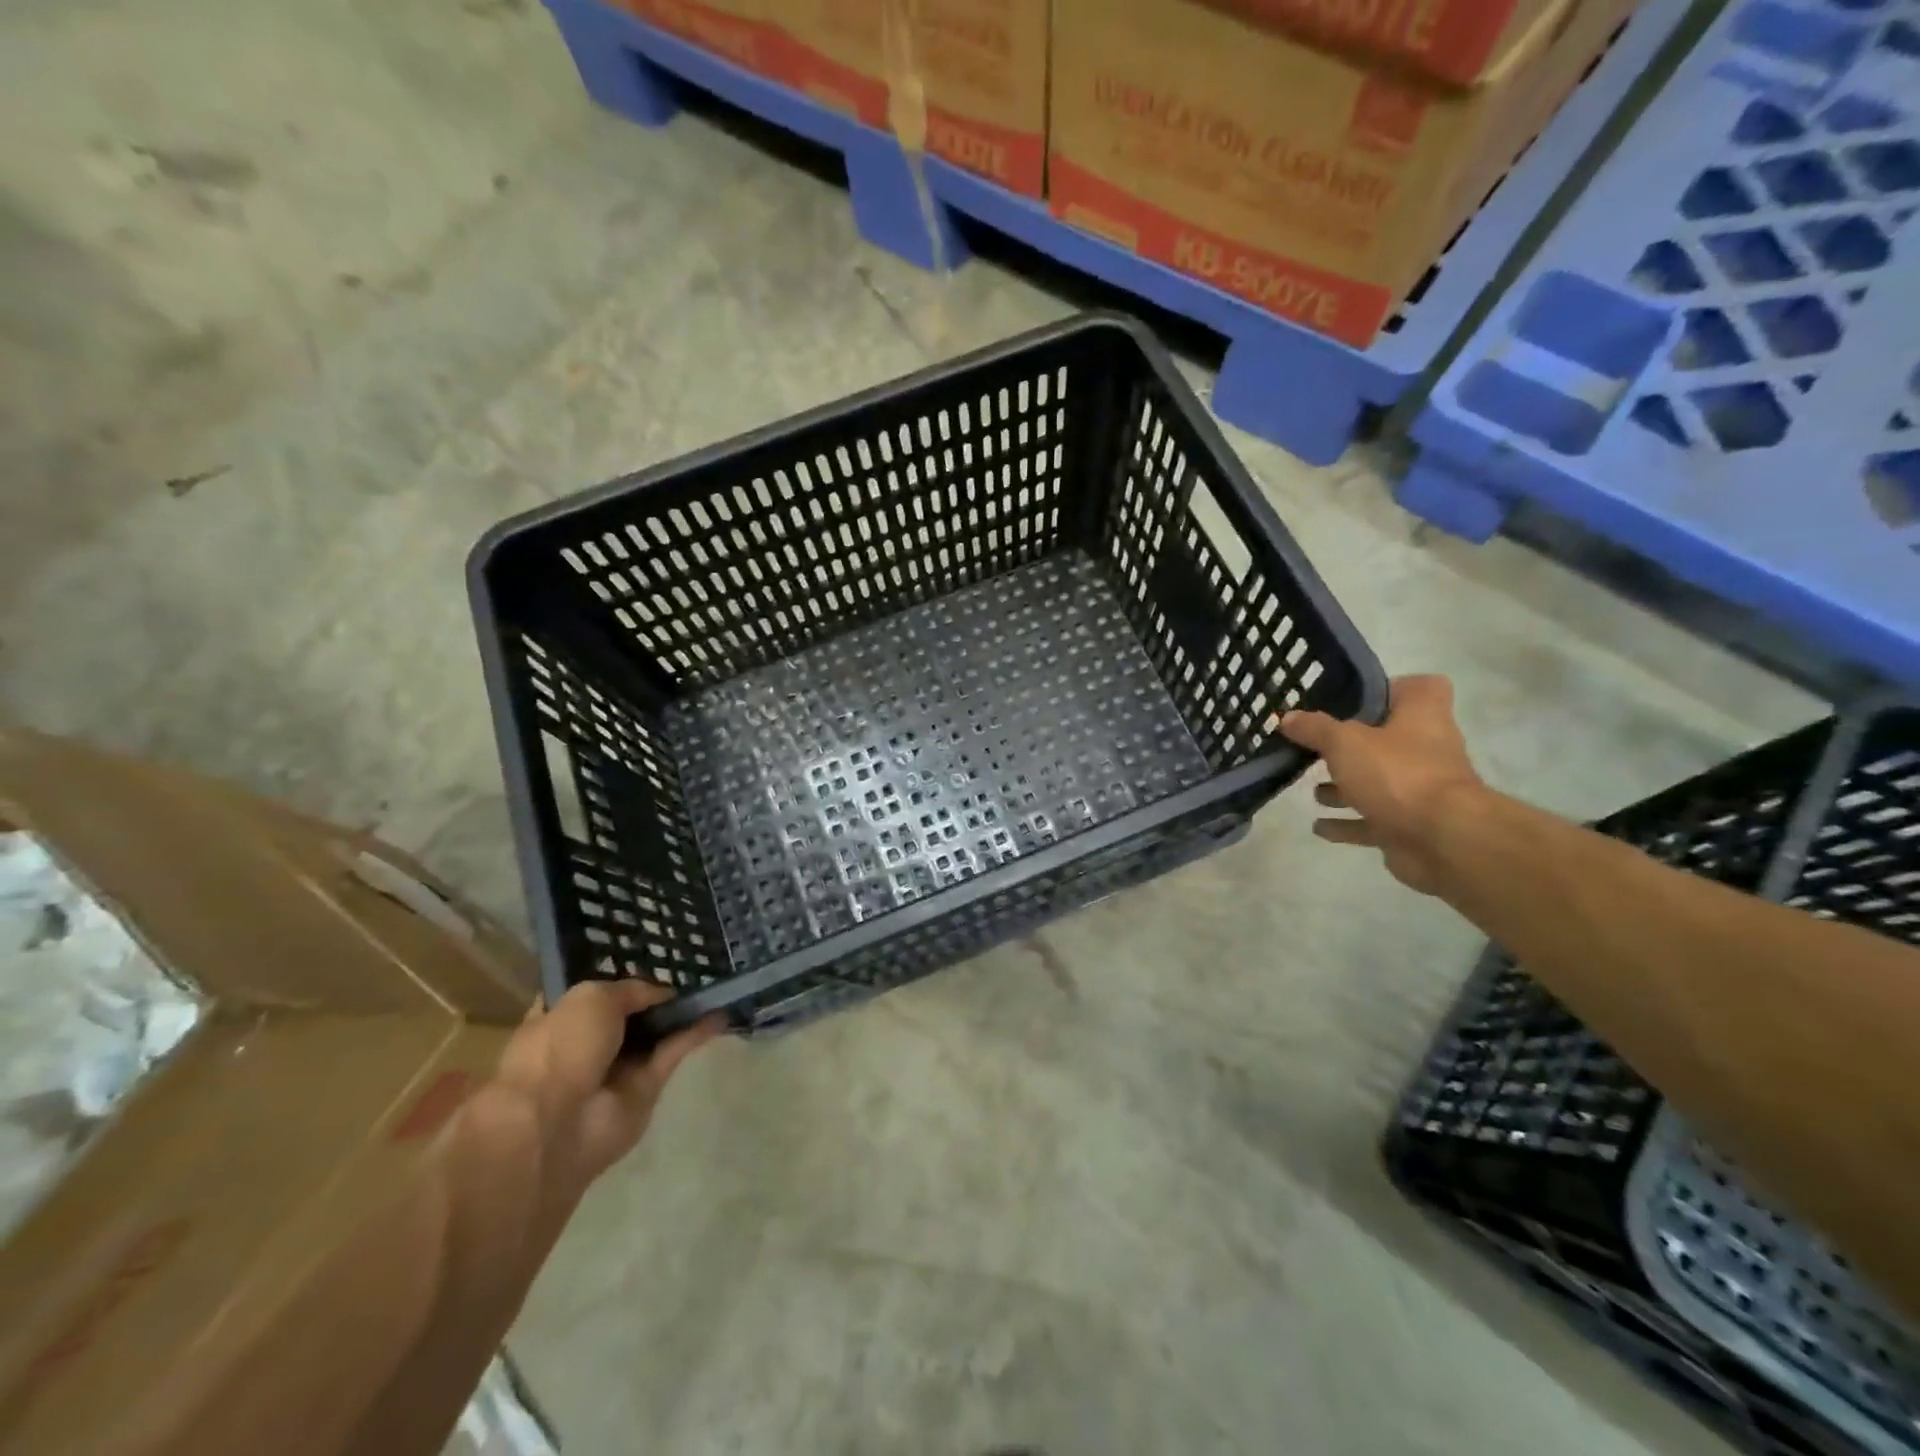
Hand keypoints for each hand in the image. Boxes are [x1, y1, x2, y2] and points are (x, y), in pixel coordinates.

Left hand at [493, 980, 721, 1198]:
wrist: (555, 1123)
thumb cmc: (560, 1047)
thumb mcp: (593, 996)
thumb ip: (632, 989)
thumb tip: (662, 994)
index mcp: (558, 1016)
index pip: (591, 992)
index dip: (617, 977)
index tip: (647, 960)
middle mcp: (586, 1042)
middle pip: (628, 1014)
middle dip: (654, 996)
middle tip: (689, 972)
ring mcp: (615, 1068)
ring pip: (654, 1034)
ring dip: (681, 1015)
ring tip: (712, 990)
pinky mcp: (643, 1090)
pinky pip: (672, 1054)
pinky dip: (694, 1036)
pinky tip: (719, 1016)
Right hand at [1279, 675, 1487, 895]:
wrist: (1442, 839)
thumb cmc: (1397, 773)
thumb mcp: (1344, 742)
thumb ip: (1314, 728)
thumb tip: (1288, 717)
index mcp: (1422, 715)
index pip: (1417, 688)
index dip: (1387, 690)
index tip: (1352, 700)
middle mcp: (1428, 748)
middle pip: (1389, 737)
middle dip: (1352, 745)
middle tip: (1316, 747)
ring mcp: (1421, 789)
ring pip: (1378, 781)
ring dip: (1346, 787)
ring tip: (1312, 789)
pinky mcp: (1411, 824)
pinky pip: (1373, 819)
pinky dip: (1347, 823)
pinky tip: (1318, 826)